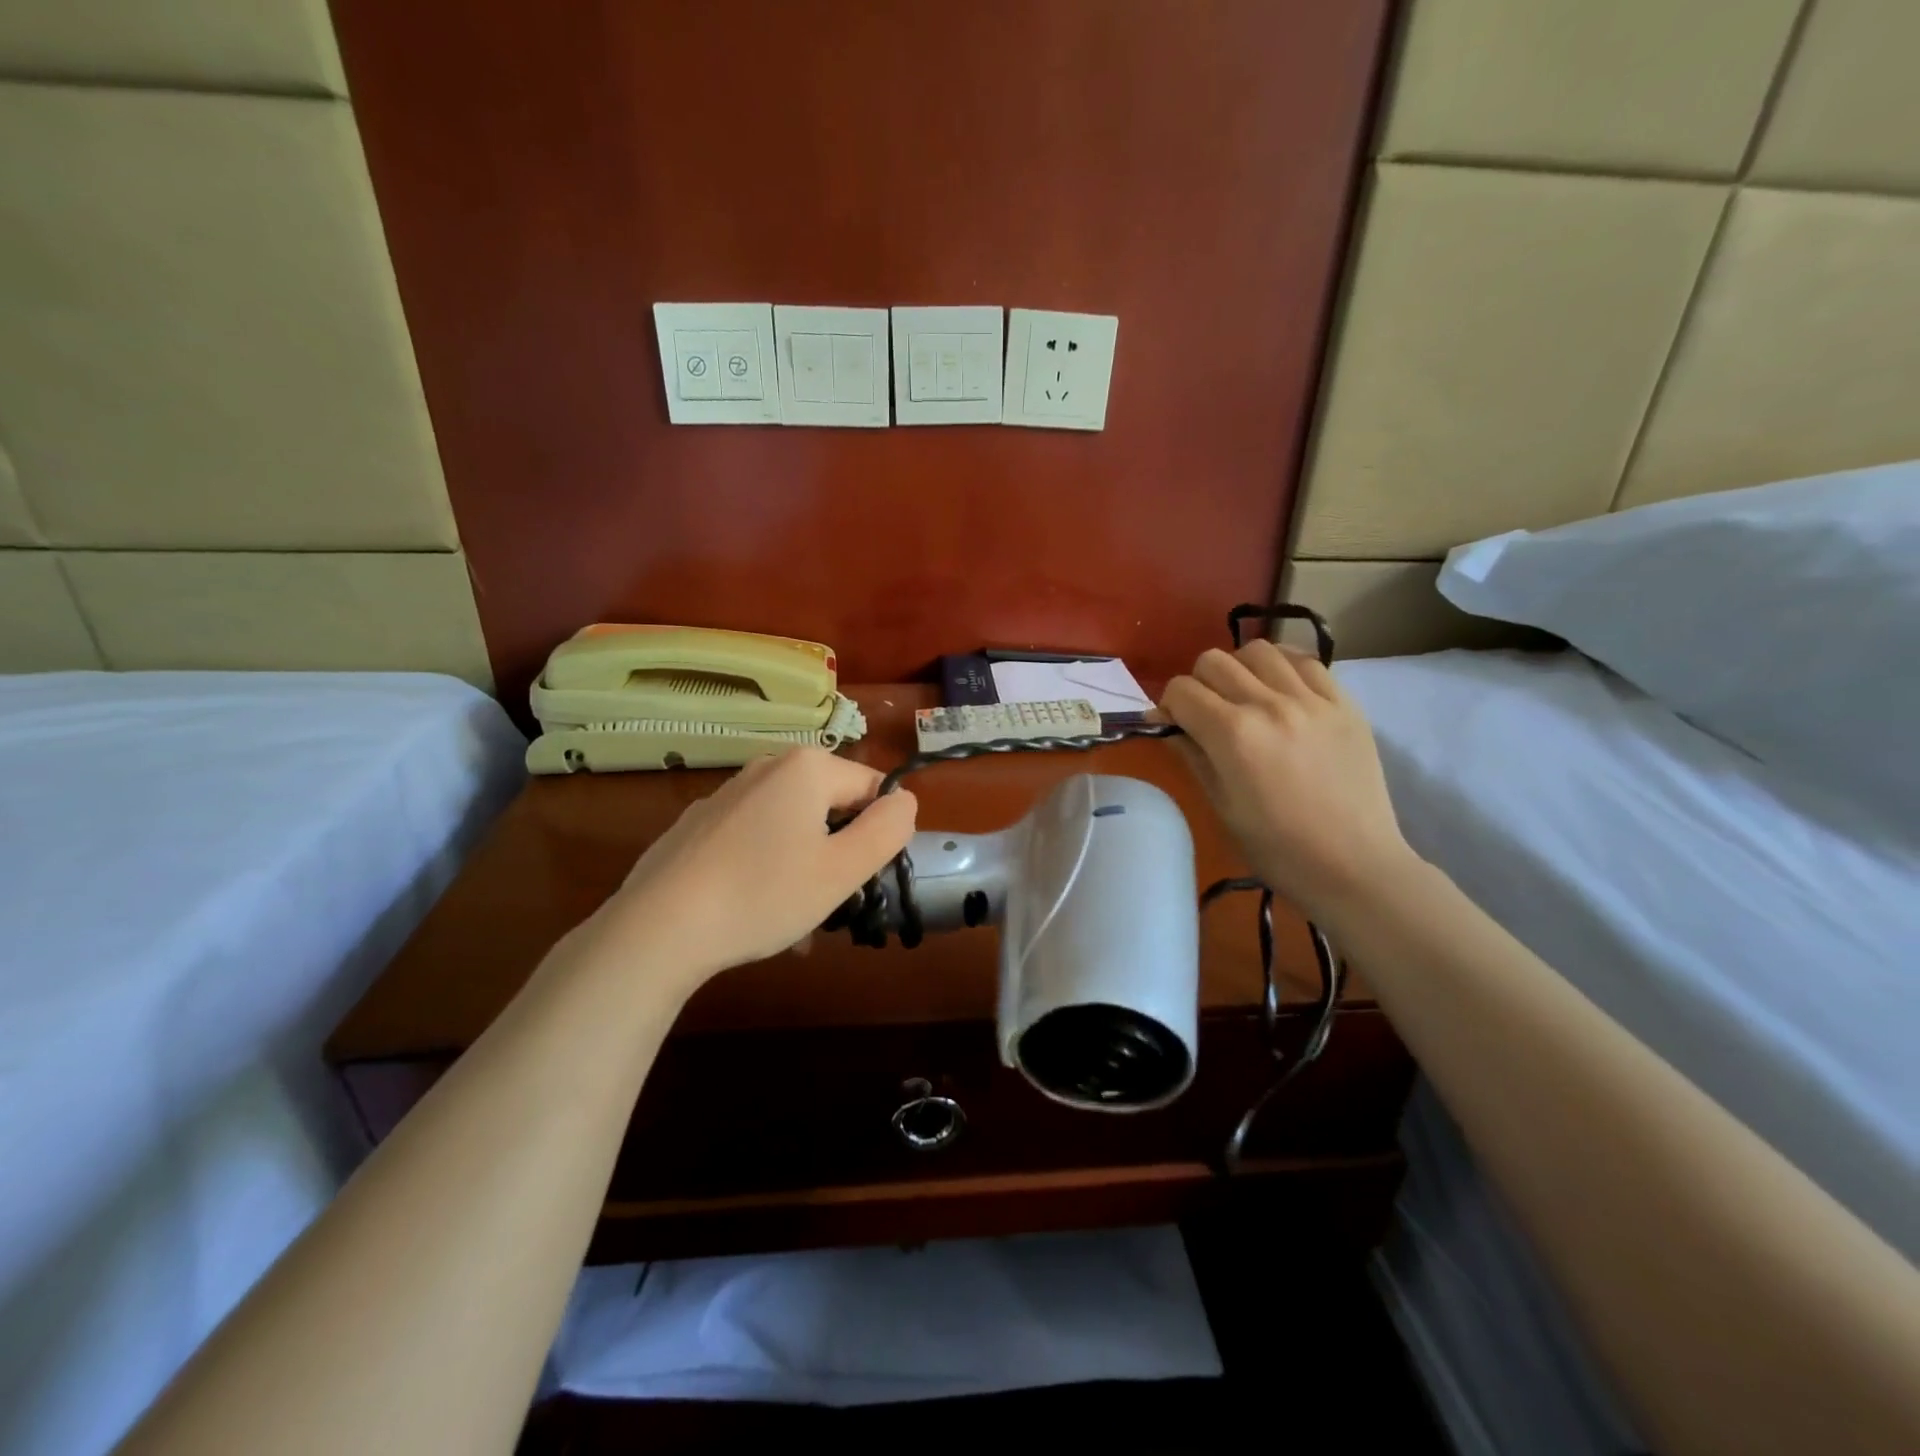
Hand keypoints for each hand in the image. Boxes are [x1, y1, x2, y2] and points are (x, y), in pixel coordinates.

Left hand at [591, 748, 916, 991]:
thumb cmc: (764, 894)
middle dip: (840, 850)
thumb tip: (904, 800)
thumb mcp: (842, 870)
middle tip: (831, 899)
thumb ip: (888, 829)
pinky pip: (752, 837)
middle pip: (830, 804)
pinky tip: (754, 909)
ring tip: (794, 916)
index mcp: (807, 768)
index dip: (879, 833)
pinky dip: (766, 866)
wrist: (659, 927)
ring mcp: (726, 794)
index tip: (863, 877)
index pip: (872, 788)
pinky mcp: (697, 824)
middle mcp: (766, 767)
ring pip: (791, 825)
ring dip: (805, 864)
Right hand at [1161, 641, 1416, 918]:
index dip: (1168, 706)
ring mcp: (1311, 700)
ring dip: (1240, 668)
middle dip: (1199, 683)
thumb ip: (1191, 754)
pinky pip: (1306, 661)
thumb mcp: (1221, 805)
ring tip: (1246, 696)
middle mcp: (1269, 705)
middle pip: (1214, 661)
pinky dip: (1283, 667)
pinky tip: (1281, 690)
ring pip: (1259, 650)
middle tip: (1207, 713)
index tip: (1174, 725)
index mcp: (1232, 735)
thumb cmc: (1277, 848)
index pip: (1181, 691)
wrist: (1354, 866)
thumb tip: (1163, 722)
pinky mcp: (1344, 703)